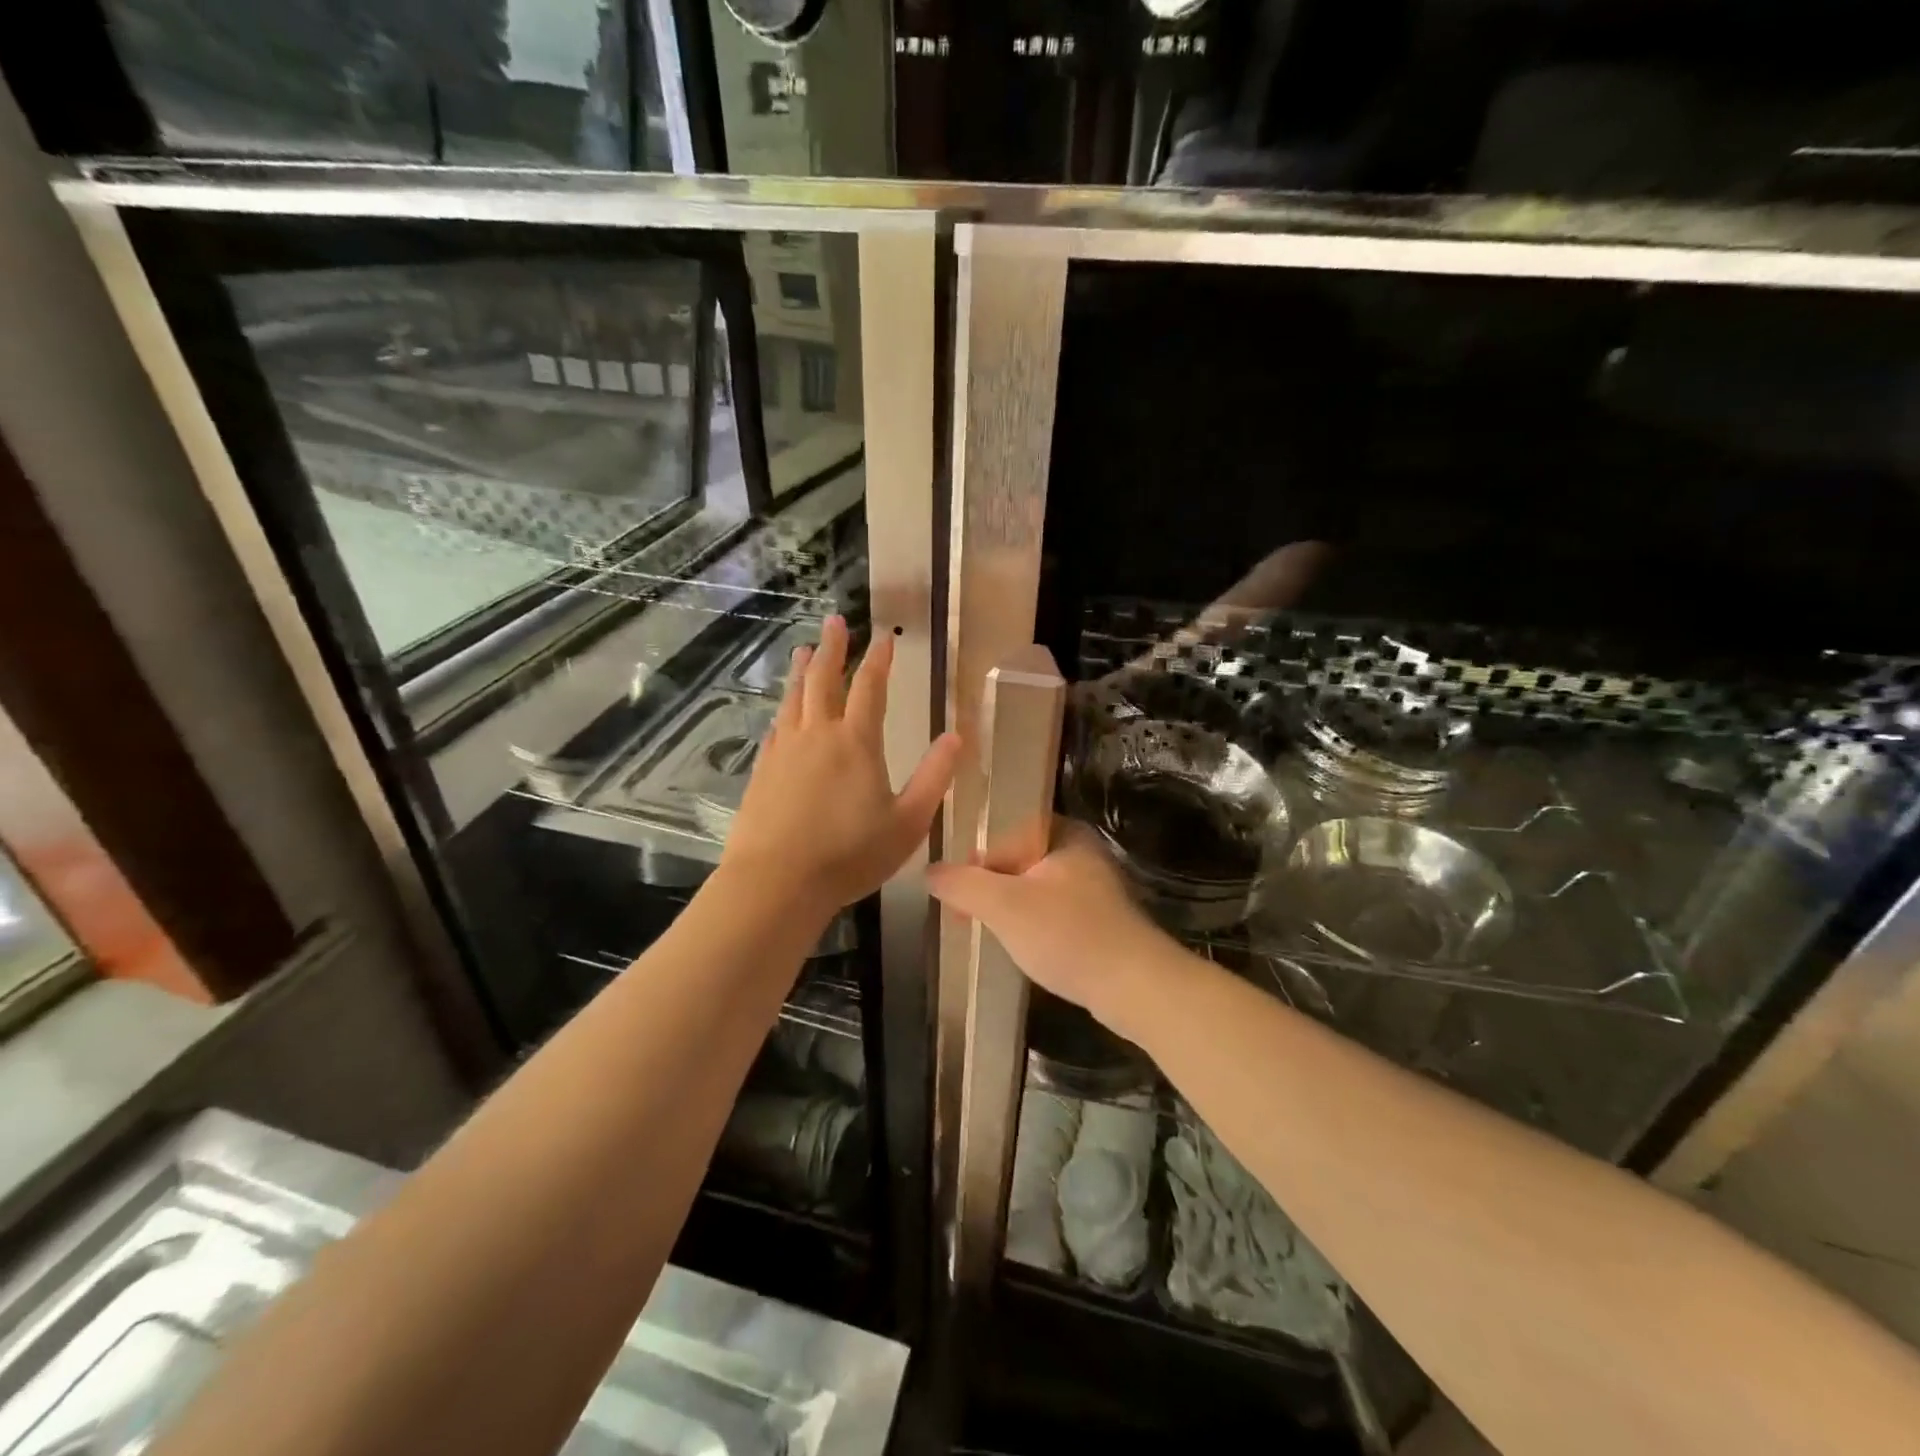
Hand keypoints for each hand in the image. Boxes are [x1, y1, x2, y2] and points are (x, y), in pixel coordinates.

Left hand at [723, 616, 960, 917]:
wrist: (776, 882)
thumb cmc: (850, 855)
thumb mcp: (908, 822)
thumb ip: (933, 777)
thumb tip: (957, 736)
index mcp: (856, 743)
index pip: (870, 688)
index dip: (878, 659)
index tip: (884, 636)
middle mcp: (818, 735)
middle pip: (824, 680)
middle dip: (832, 648)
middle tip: (834, 621)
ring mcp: (785, 751)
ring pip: (794, 699)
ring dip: (802, 671)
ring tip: (804, 650)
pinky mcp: (762, 770)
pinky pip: (776, 728)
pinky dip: (783, 710)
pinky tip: (783, 712)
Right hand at [928, 822, 1177, 1031]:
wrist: (1135, 988)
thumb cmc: (1067, 935)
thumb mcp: (1004, 905)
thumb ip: (962, 884)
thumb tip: (930, 872)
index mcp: (1064, 832)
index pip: (1006, 829)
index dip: (975, 858)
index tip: (955, 891)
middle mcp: (1082, 851)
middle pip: (1018, 858)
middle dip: (988, 886)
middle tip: (964, 915)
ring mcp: (1094, 887)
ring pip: (1034, 887)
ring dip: (1008, 908)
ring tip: (986, 932)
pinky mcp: (1100, 919)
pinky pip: (1052, 911)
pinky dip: (1032, 925)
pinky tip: (1021, 947)